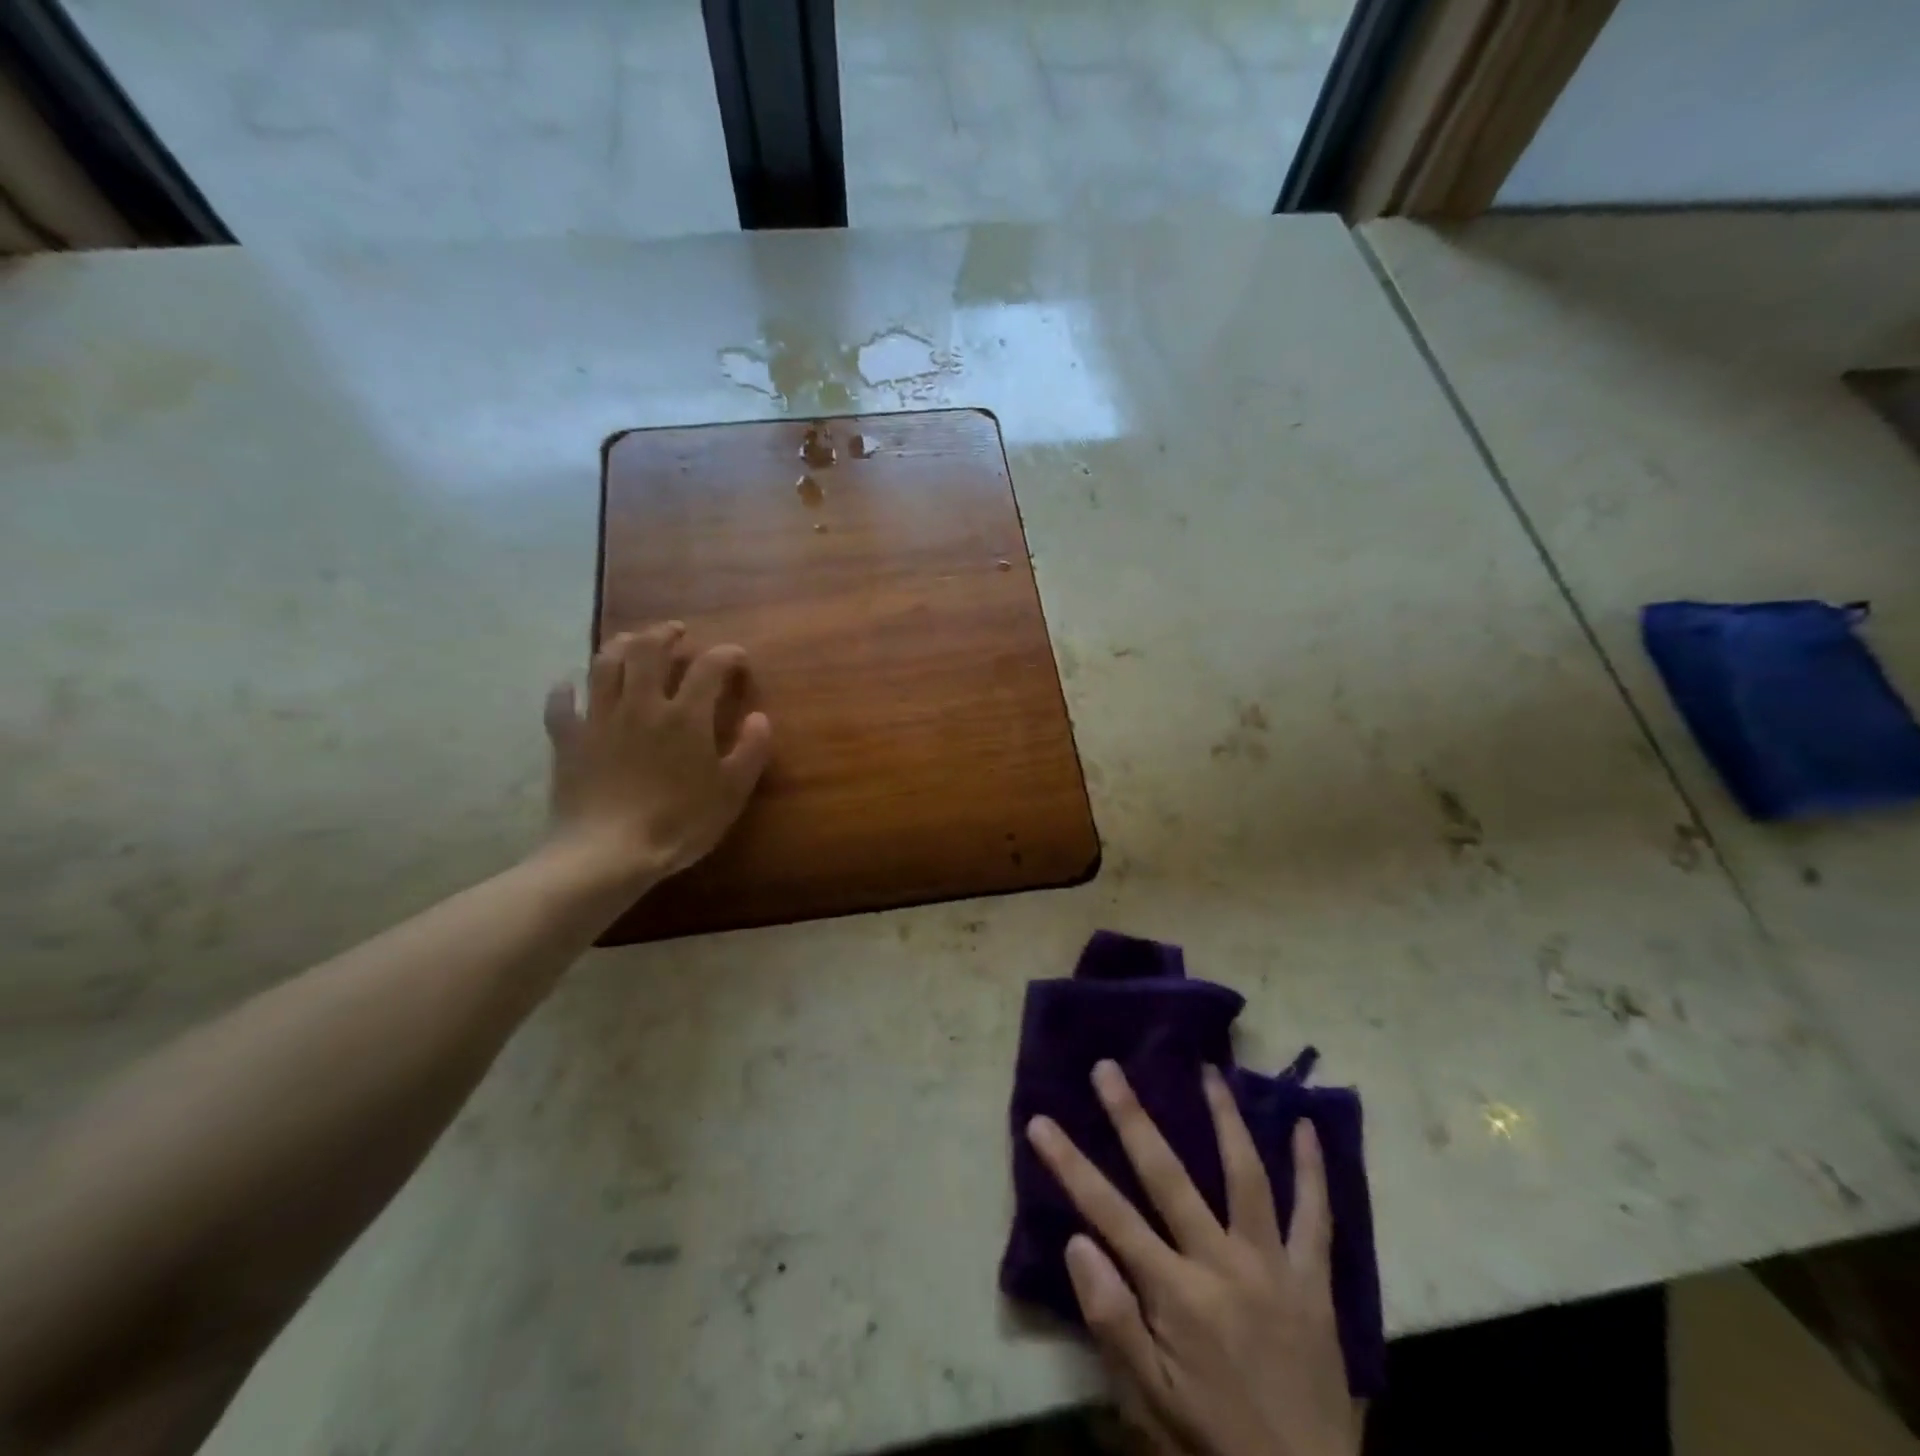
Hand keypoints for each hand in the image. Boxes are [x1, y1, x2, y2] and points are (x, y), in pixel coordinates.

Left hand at [543, 621, 772, 881]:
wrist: (608, 853)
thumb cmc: (678, 824)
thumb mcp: (731, 793)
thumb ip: (751, 751)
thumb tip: (760, 717)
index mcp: (685, 716)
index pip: (709, 667)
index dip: (726, 655)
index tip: (737, 657)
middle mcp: (641, 705)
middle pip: (648, 651)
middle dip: (664, 634)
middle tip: (676, 632)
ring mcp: (600, 719)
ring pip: (604, 665)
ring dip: (620, 645)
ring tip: (631, 641)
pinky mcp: (569, 741)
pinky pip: (560, 705)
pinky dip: (563, 691)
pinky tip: (567, 686)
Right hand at [1026, 1062, 1361, 1455]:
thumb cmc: (1213, 1442)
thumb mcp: (1149, 1402)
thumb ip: (1112, 1320)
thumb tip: (1077, 1242)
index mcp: (1176, 1294)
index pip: (1109, 1214)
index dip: (1070, 1165)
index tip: (1041, 1122)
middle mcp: (1221, 1264)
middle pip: (1168, 1176)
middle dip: (1132, 1118)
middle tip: (1108, 1069)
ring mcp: (1272, 1266)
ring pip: (1246, 1176)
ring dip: (1225, 1119)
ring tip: (1209, 1071)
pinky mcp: (1313, 1280)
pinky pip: (1316, 1217)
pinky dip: (1313, 1171)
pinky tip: (1307, 1126)